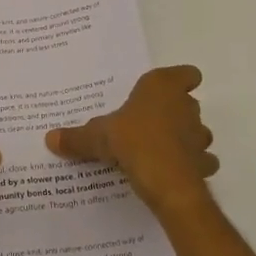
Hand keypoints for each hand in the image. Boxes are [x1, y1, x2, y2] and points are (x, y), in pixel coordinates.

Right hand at [46, 65, 217, 215]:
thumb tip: (49, 138)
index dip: (180, 81)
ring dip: (186, 139)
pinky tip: (174, 173)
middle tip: (149, 125)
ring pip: (198, 131)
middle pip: (188, 102)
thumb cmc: (132, 141)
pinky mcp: (205, 162)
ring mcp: (200, 134)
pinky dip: (193, 166)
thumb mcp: (98, 137)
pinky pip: (203, 161)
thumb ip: (77, 137)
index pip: (186, 73)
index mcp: (162, 86)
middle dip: (175, 112)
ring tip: (161, 150)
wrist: (166, 181)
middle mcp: (186, 105)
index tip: (166, 92)